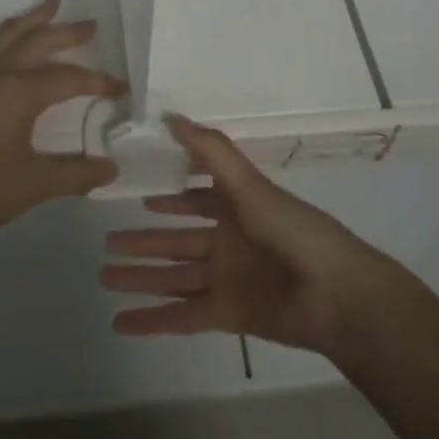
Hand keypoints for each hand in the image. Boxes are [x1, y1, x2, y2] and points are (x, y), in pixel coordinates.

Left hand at [0, 0, 124, 260]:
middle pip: (38, 41)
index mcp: (18, 93)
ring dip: (32, 19)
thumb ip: (77, 173)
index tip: (120, 87)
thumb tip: (113, 169)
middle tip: (91, 25)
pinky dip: (3, 33)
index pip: (68, 79)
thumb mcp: (35, 185)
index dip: (97, 82)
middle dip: (67, 32)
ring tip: (51, 4)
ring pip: (7, 34)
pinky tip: (8, 35)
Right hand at [101, 115, 397, 357]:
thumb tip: (172, 116)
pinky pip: (181, 315)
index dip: (169, 198)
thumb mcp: (249, 183)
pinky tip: (121, 322)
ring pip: (172, 276)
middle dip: (143, 241)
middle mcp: (227, 241)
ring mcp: (225, 280)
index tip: (138, 193)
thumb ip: (211, 151)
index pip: (194, 199)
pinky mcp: (225, 315)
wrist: (335, 295)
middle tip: (106, 243)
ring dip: (140, 278)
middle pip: (175, 240)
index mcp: (236, 207)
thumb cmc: (292, 229)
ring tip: (103, 277)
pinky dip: (152, 319)